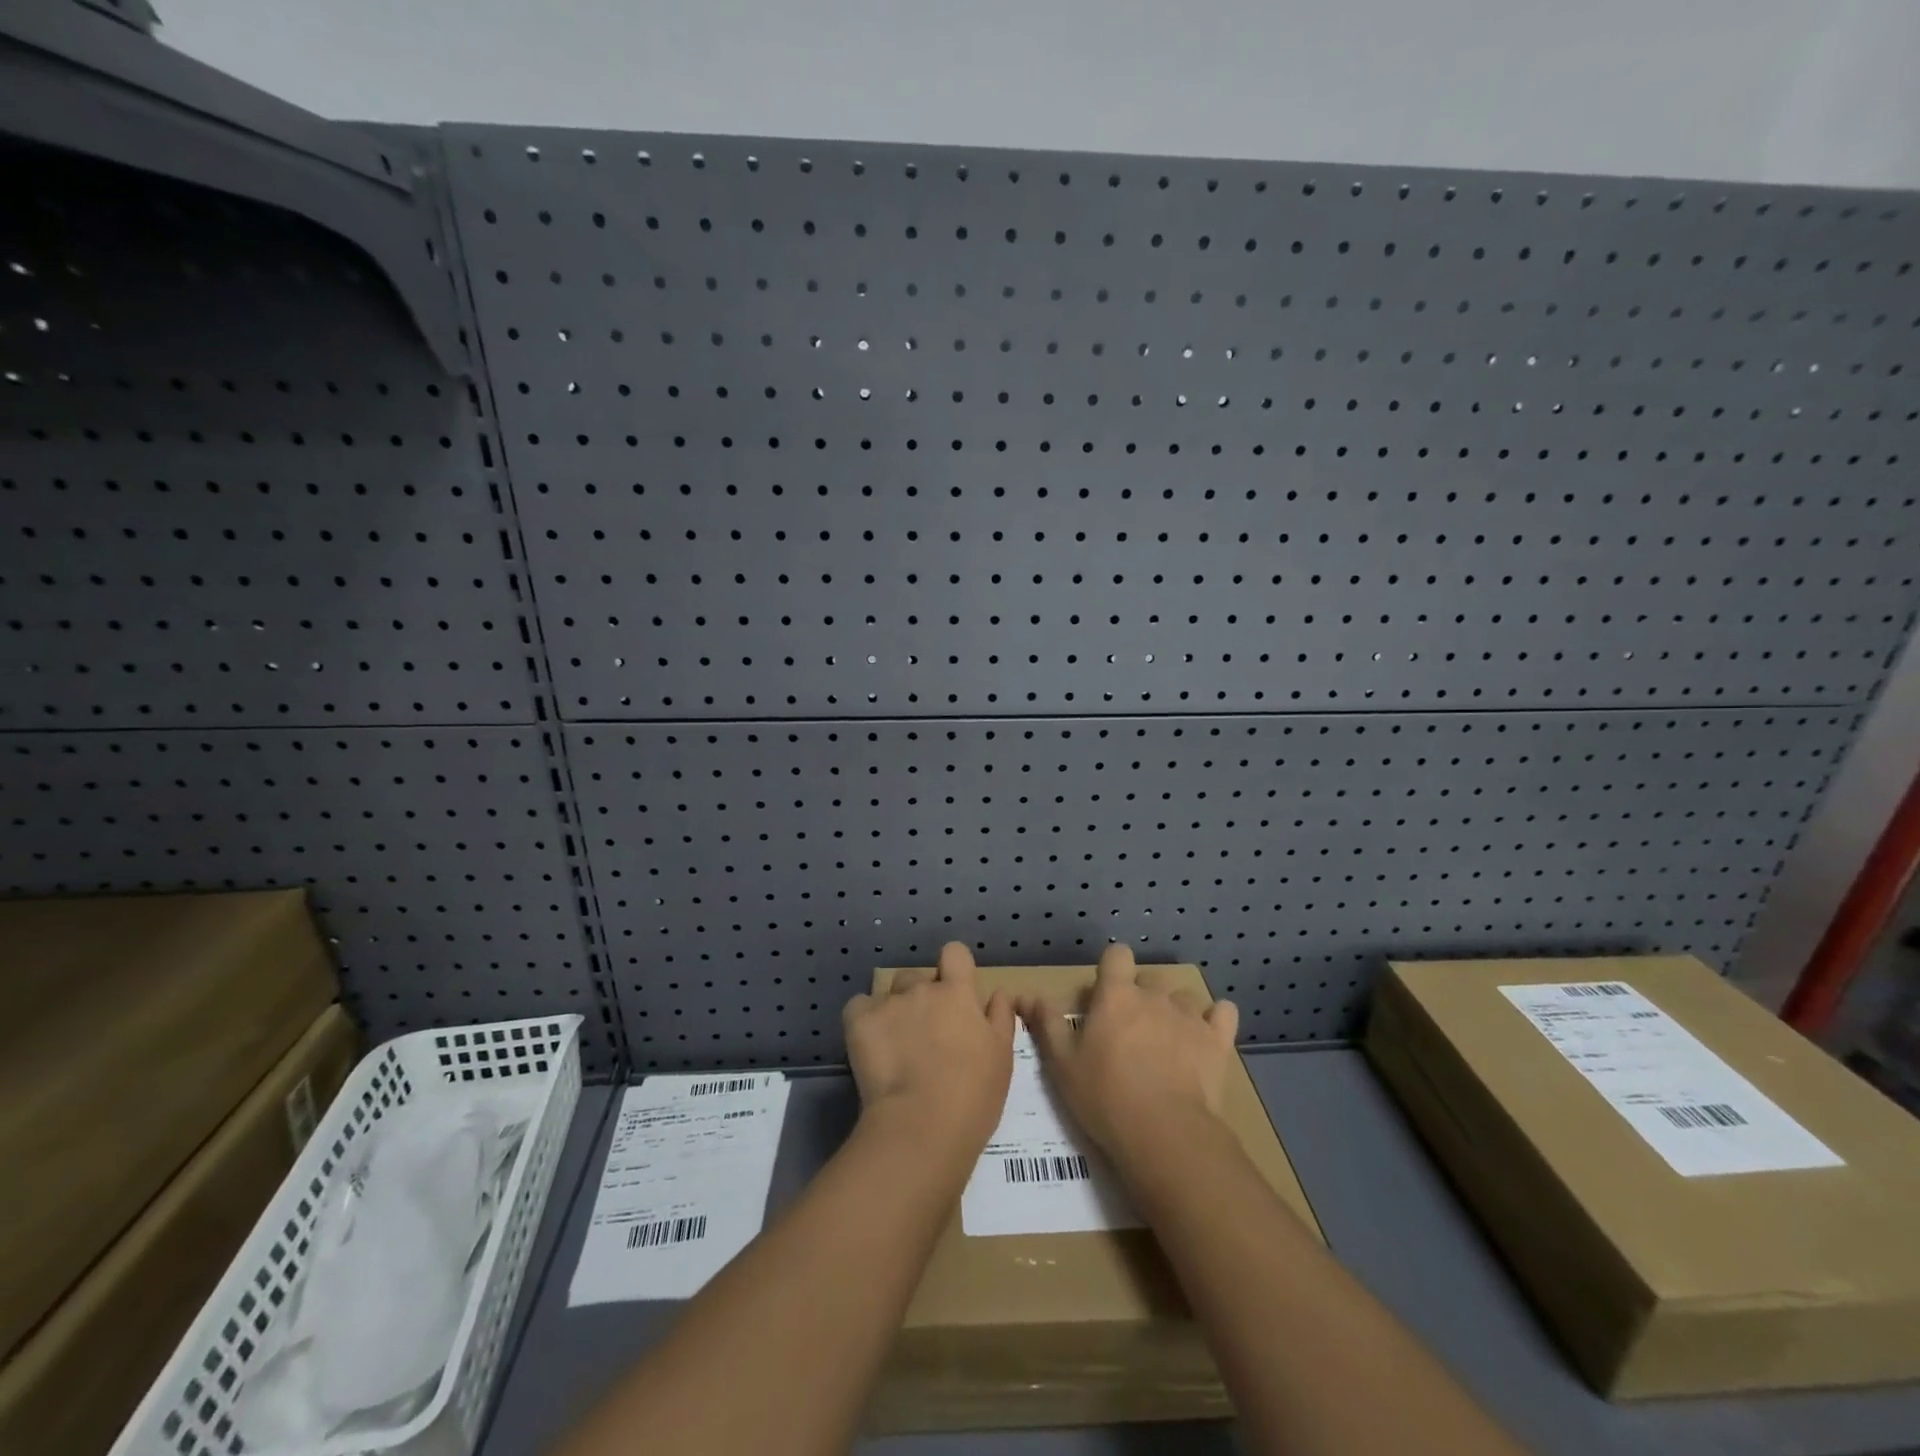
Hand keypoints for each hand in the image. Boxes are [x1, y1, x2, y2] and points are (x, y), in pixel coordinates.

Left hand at [842, 942, 1014, 1160]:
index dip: (954, 967)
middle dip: (922, 997)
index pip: (955, 953)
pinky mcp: (859, 1022)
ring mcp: (888, 1004)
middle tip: (927, 1034)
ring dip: (895, 1008)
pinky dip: (864, 1020)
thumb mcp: (1002, 1057)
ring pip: (890, 992)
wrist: (921, 1127)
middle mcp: (922, 989)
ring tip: (897, 1043)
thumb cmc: (972, 1095)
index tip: (955, 991)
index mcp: (957, 993)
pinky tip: (870, 1044)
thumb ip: (1000, 1018)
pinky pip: (859, 1007)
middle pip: (919, 978)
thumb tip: (997, 993)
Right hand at [1016, 943, 1239, 1172]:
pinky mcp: (1217, 1041)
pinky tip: (1206, 1036)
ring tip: (1167, 1040)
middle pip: (1149, 979)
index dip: (1112, 969)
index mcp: (1116, 995)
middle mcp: (1154, 996)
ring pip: (1183, 997)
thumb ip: (1046, 1024)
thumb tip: (1027, 995)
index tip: (1105, 993)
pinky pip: (1223, 1013)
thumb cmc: (1105, 1097)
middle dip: (1141, 996)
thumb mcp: (1062, 1064)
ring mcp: (1189, 1016)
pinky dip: (1215, 1020)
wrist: (1165, 1134)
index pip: (1117, 955)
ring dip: (1175, 1011)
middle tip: (1130, 1030)